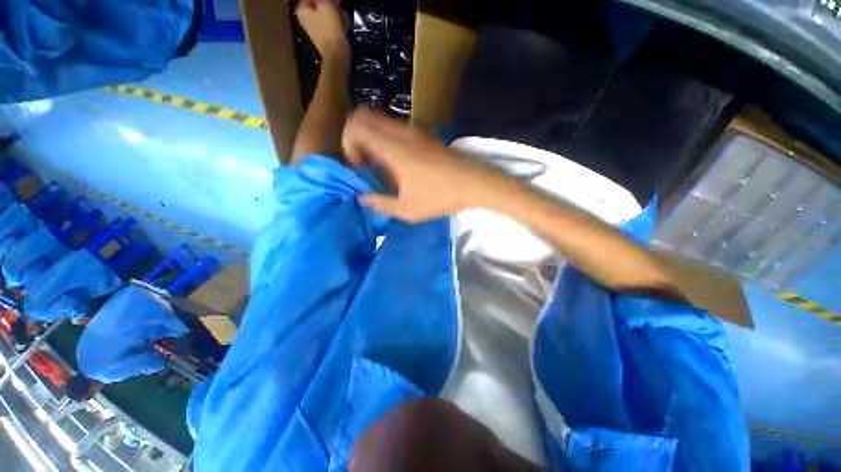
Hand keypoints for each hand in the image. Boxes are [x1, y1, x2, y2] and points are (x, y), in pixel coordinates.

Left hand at [296, 0, 349, 61]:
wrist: (336, 54)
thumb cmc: (330, 27)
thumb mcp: (326, 5)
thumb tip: (327, 0)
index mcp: (302, 10)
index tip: (335, 1)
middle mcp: (306, 18)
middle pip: (320, 5)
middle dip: (332, 5)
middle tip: (340, 5)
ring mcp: (316, 28)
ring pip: (327, 14)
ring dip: (337, 14)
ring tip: (343, 18)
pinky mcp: (325, 36)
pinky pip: (331, 24)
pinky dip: (338, 23)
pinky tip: (344, 25)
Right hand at [342, 108, 499, 221]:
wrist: (474, 183)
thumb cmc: (440, 197)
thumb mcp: (407, 210)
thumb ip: (380, 203)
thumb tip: (362, 197)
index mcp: (393, 149)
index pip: (355, 126)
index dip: (349, 144)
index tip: (359, 166)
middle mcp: (401, 132)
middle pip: (364, 116)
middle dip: (356, 137)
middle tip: (366, 162)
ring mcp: (414, 130)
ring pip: (381, 120)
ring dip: (372, 137)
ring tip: (382, 164)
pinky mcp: (425, 134)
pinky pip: (396, 127)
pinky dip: (387, 137)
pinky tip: (399, 160)